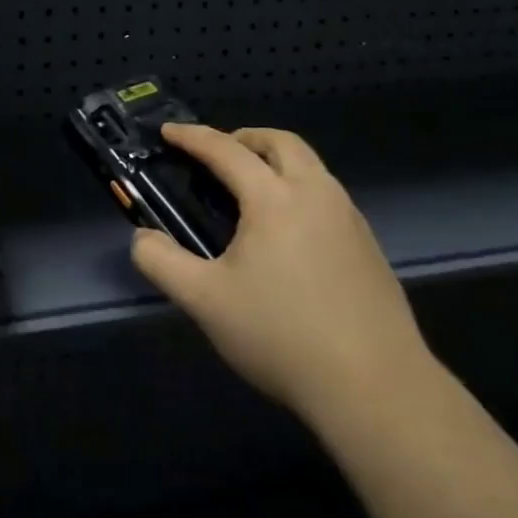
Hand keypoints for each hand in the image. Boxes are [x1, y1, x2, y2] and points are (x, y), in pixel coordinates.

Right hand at [129, 125, 429, 416]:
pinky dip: (299, 189)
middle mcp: (317, 195)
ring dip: (276, 162)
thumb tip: (142, 238)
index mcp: (275, 198)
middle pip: (281, 142)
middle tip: (217, 155)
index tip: (168, 131)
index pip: (226, 150)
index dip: (192, 137)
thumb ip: (161, 262)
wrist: (375, 386)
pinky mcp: (369, 246)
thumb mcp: (204, 301)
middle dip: (244, 137)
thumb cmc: (281, 335)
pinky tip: (287, 233)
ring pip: (311, 167)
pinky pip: (327, 196)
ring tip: (249, 192)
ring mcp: (350, 219)